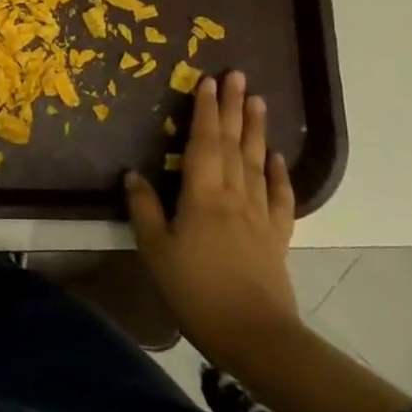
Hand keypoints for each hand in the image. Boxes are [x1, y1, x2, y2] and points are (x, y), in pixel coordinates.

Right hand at [124, 70, 299, 367]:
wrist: (255, 336)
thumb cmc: (196, 290)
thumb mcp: (155, 250)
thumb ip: (144, 209)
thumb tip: (133, 174)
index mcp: (202, 195)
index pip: (203, 143)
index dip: (205, 110)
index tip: (208, 81)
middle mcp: (233, 195)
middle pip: (233, 144)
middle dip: (233, 108)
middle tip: (237, 75)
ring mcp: (259, 215)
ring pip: (256, 162)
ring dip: (256, 130)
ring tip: (259, 101)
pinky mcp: (276, 236)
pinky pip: (279, 197)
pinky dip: (278, 174)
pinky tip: (276, 157)